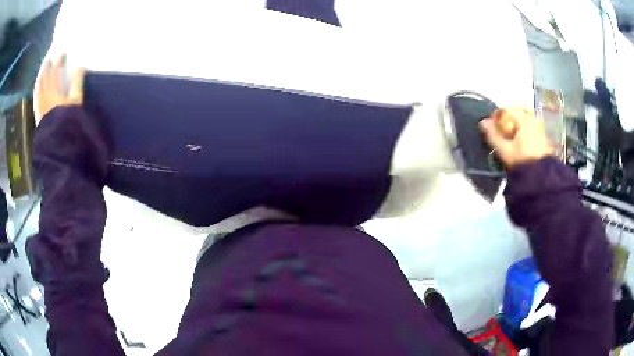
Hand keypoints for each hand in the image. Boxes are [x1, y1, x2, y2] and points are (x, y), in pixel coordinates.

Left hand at [36, 55, 85, 120]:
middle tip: (50, 57)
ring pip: (39, 85)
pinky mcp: (38, 112)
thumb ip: (77, 82)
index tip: (63, 53)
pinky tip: (37, 85)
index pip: (56, 70)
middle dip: (48, 65)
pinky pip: (36, 96)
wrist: (56, 141)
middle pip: (46, 76)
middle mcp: (46, 93)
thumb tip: (80, 65)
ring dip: (41, 75)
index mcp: (55, 89)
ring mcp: (41, 103)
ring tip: (43, 69)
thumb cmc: (67, 120)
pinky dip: (37, 87)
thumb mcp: (76, 101)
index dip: (59, 60)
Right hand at [479, 108, 553, 168]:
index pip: (505, 111)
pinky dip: (522, 135)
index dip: (495, 118)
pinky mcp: (543, 138)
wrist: (541, 178)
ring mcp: (539, 128)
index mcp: (523, 119)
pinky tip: (518, 146)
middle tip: (499, 136)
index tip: (490, 128)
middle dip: (505, 124)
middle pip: (514, 117)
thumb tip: (482, 122)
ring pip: (522, 124)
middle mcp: (532, 120)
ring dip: (514, 130)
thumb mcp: (505, 150)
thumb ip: (493, 135)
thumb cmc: (522, 161)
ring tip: (508, 142)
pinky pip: (529, 131)